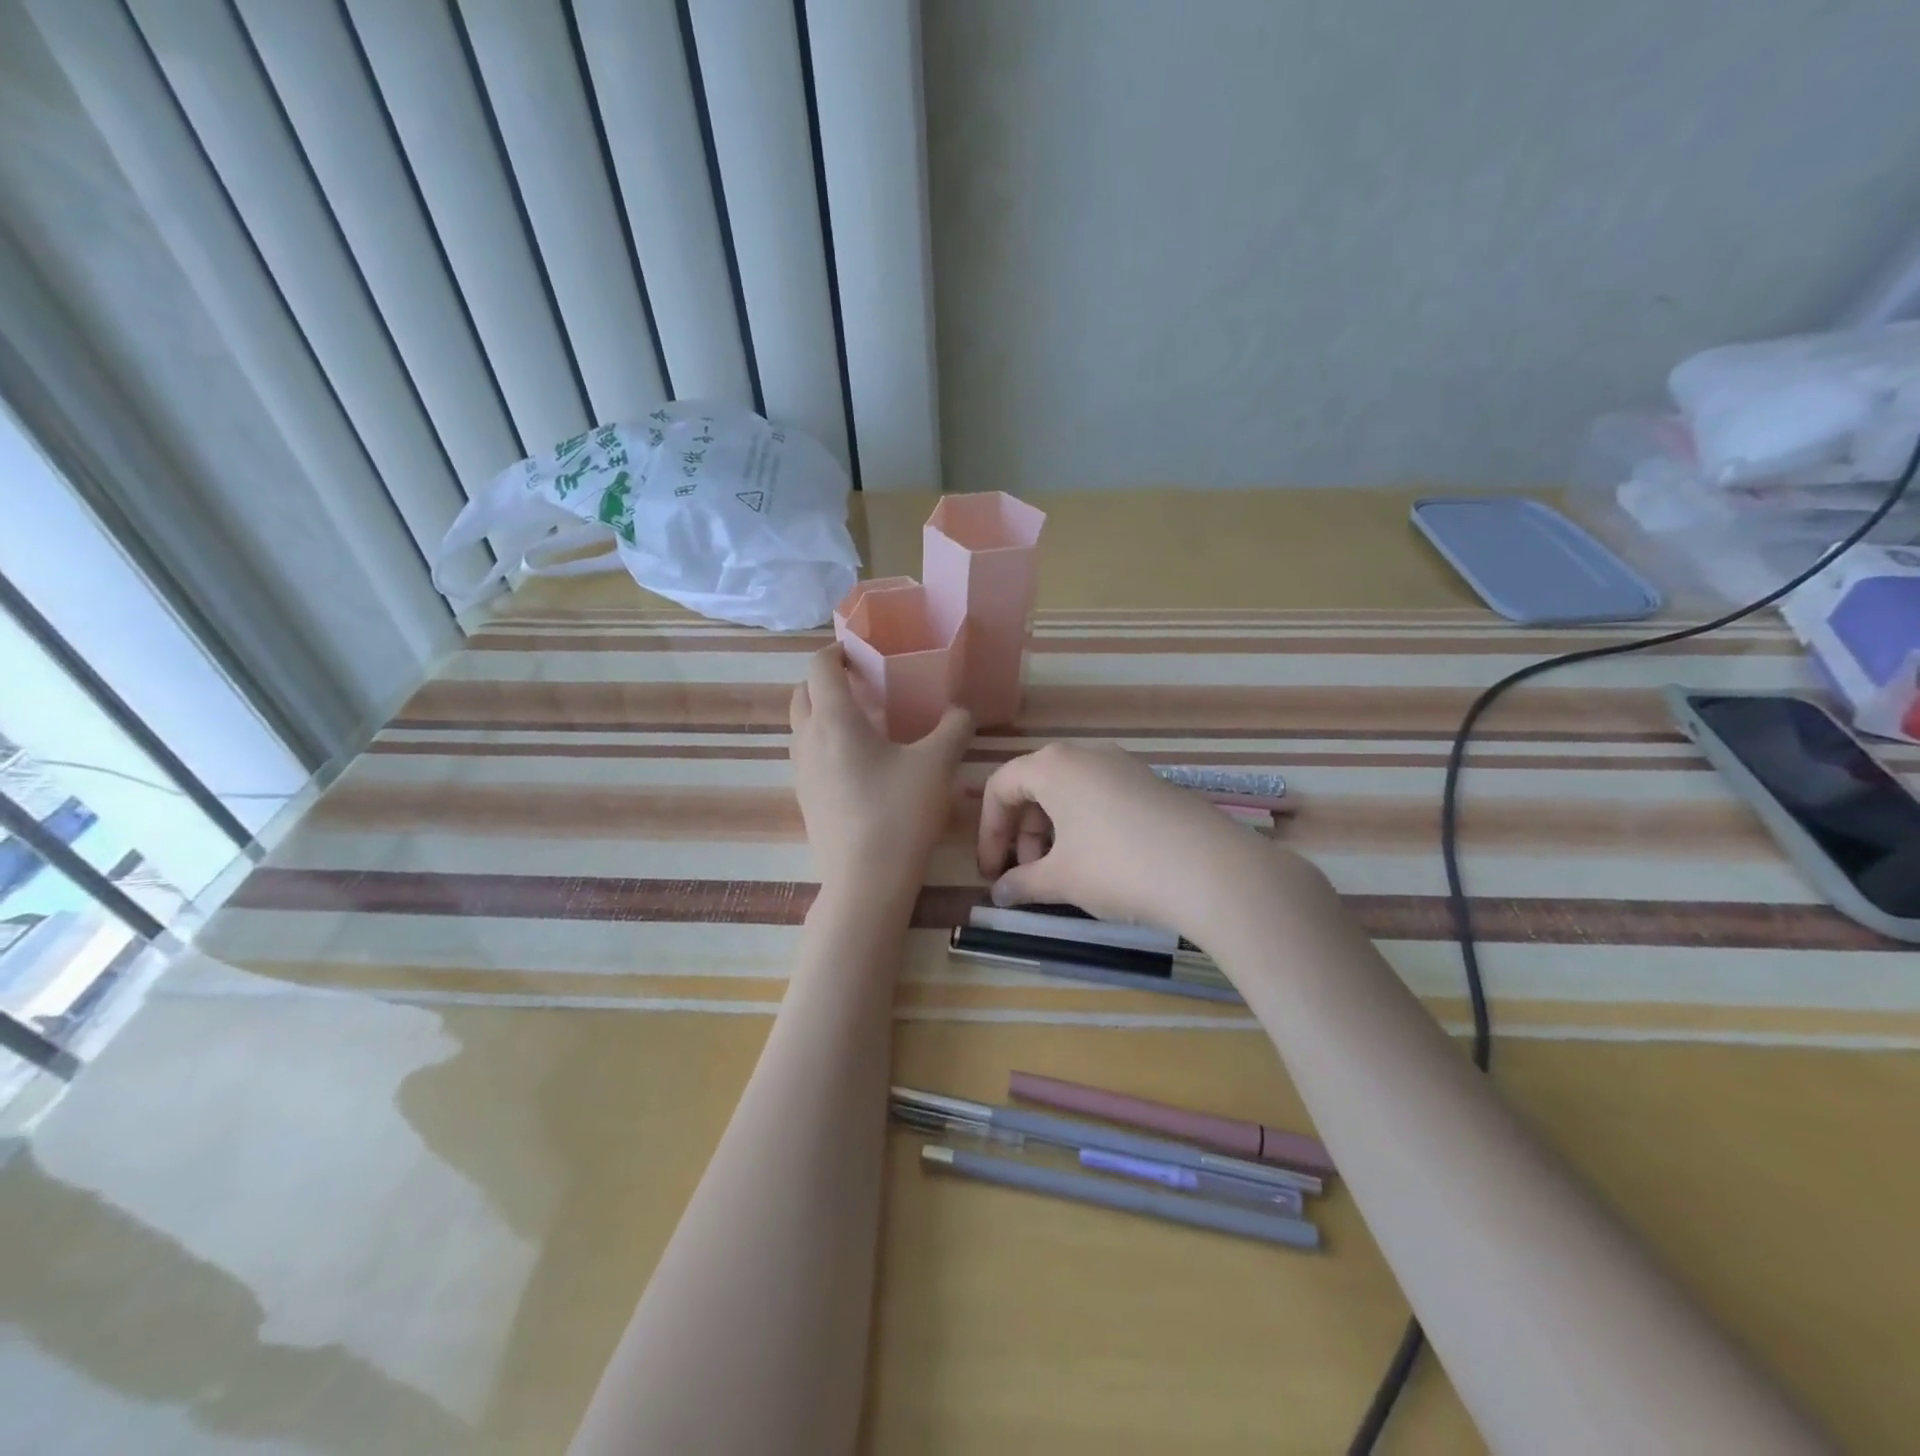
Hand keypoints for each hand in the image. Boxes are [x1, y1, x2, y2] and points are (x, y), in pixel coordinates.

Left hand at [789, 647, 972, 892]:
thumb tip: (960, 711)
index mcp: (834, 721)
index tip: (860, 653)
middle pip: (802, 694)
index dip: (836, 651)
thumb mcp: (937, 765)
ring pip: (801, 726)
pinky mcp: (805, 799)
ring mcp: (801, 772)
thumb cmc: (899, 813)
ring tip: (862, 722)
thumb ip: (953, 728)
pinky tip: (859, 763)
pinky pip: (808, 755)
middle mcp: (808, 740)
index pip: (819, 667)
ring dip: (822, 713)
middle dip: (826, 680)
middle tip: (863, 684)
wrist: (866, 881)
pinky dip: (825, 743)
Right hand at [976, 743, 1293, 938]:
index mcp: (1052, 765)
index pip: (1000, 787)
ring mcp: (1122, 765)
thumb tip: (1000, 894)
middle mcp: (1085, 754)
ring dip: (1052, 833)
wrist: (1212, 870)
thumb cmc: (1118, 867)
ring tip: (1062, 876)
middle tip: (1027, 878)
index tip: (991, 873)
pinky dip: (1084, 827)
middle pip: (1034, 787)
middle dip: (1022, 835)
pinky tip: (1098, 864)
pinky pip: (1100, 798)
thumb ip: (1022, 884)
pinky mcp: (1150, 783)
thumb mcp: (1061, 879)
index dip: (988, 832)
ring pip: (1068, 793)